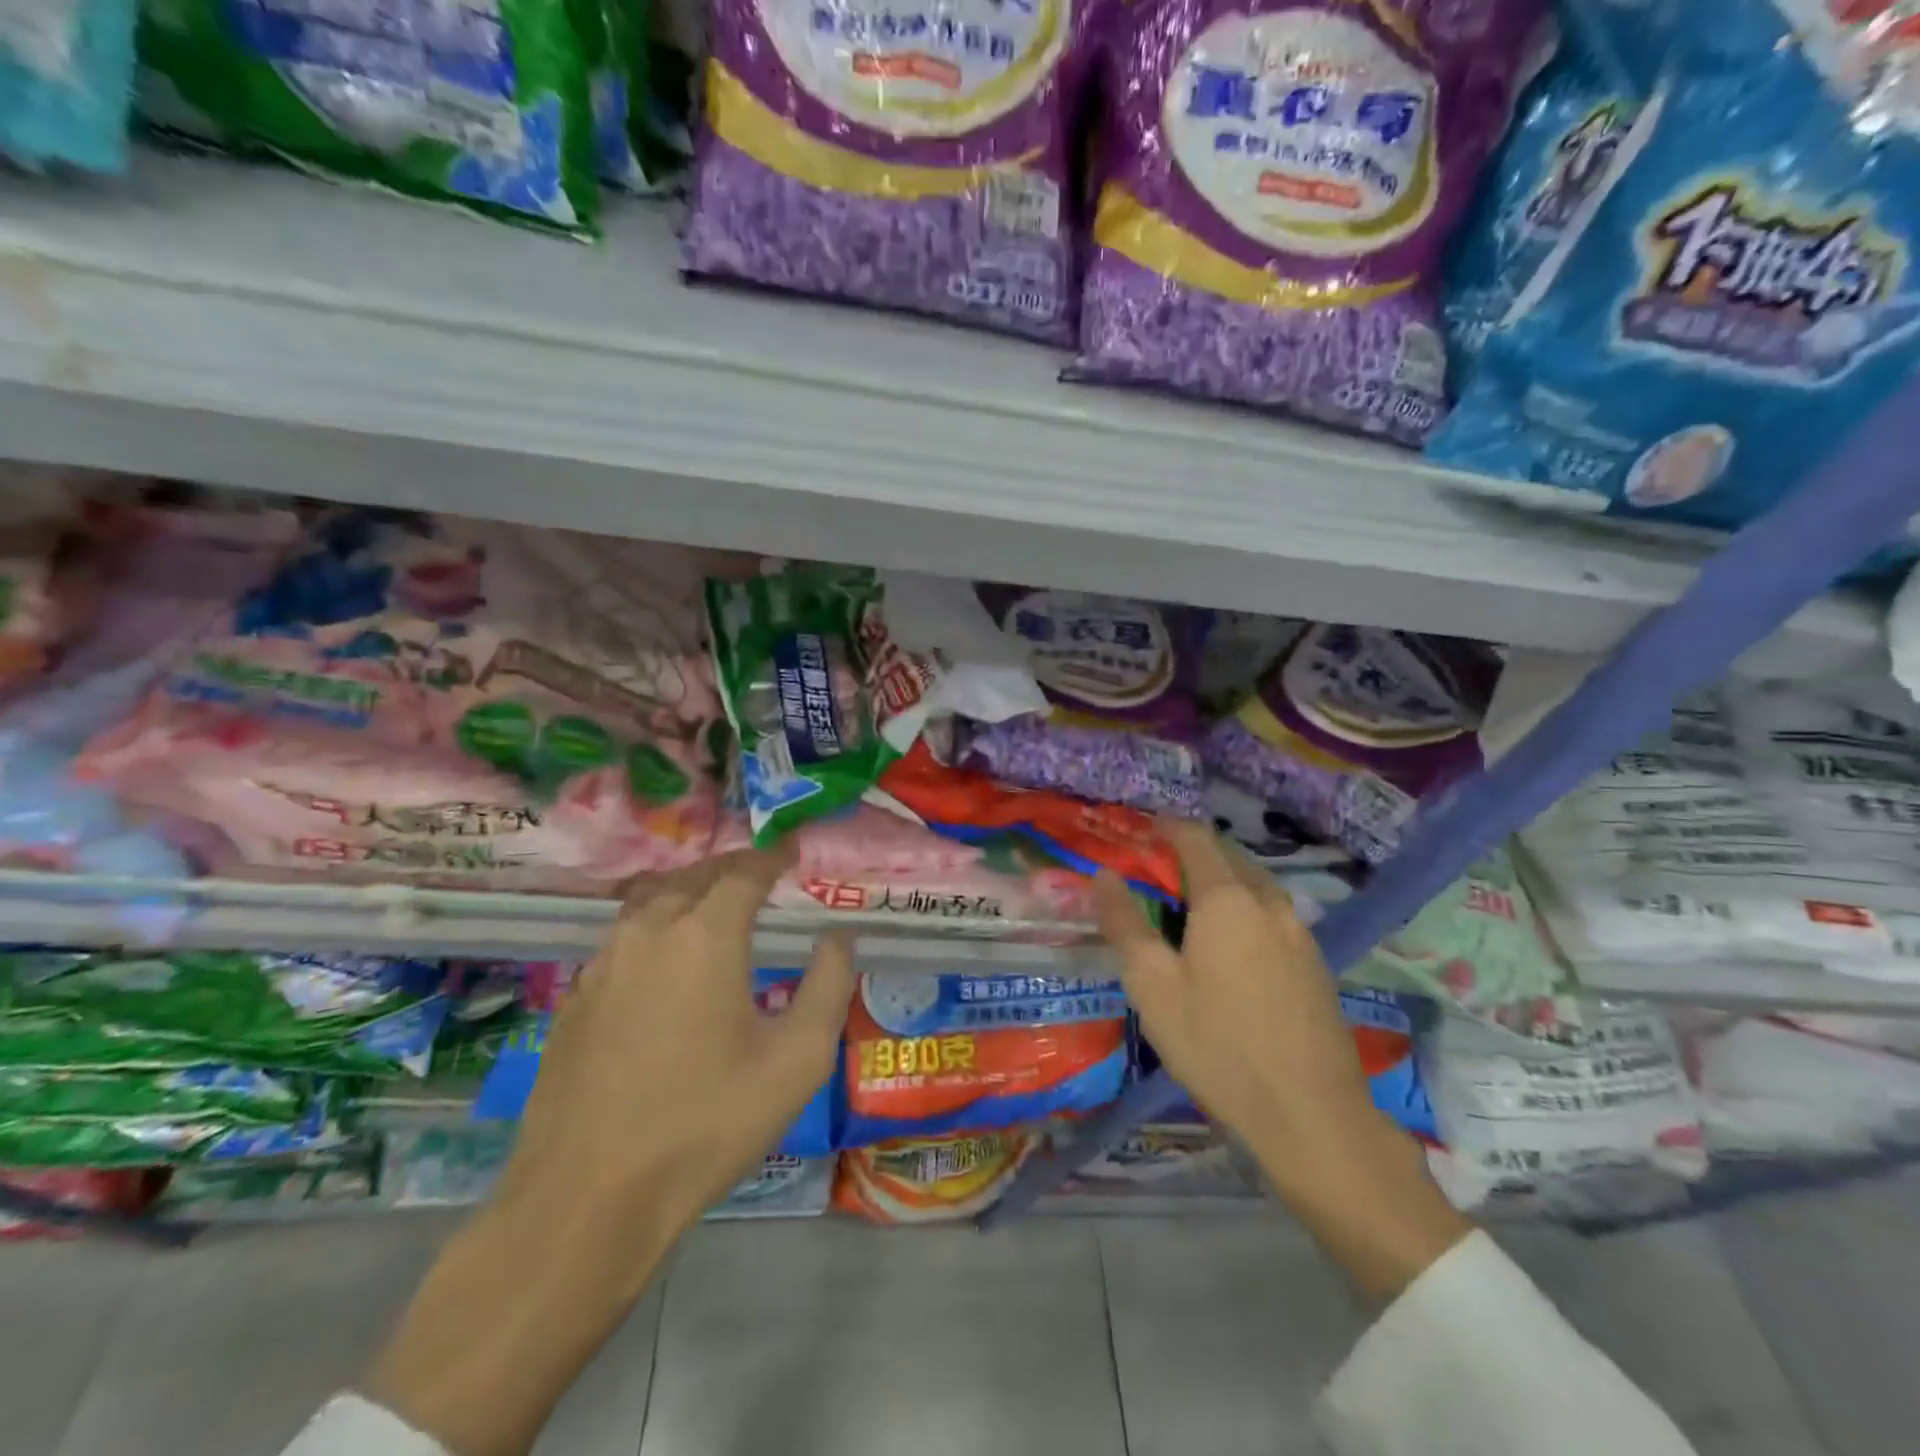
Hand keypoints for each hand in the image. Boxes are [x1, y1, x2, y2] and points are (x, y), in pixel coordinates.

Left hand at [496, 844, 855, 1232]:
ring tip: (715, 910)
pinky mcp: (575, 997)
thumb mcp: (797, 1060)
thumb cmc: (706, 1123)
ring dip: (688, 893)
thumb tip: (838, 936)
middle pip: (694, 876)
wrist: (587, 1197)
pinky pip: (623, 939)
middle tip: (760, 878)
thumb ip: (828, 985)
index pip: (744, 871)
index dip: (772, 857)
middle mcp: (650, 931)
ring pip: (651, 902)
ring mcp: (603, 963)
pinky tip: (665, 964)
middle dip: (732, 869)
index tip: (793, 853)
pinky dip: (654, 929)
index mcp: (706, 935)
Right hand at [1094, 822, 1469, 1303]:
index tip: (1143, 830)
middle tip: (1160, 869)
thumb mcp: (1152, 985)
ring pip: (1255, 886)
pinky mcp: (1315, 964)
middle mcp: (1268, 903)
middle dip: (1194, 852)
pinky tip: (1230, 945)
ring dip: (1222, 881)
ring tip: (1190, 905)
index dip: (1167, 827)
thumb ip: (1124, 924)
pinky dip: (1244, 909)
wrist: (1311, 1116)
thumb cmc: (1217, 1044)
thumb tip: (1102, 876)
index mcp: (1226, 899)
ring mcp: (1299, 933)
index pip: (1196, 839)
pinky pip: (1272, 915)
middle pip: (1230, 857)